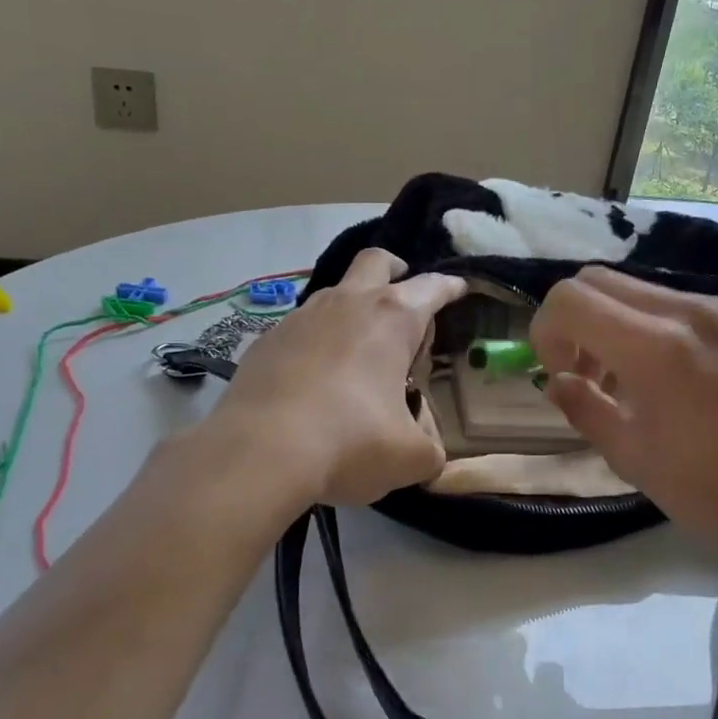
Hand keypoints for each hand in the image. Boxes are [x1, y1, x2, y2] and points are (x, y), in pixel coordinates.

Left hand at [206, 249, 465, 506]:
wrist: (258, 452)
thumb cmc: (349, 442)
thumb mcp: (409, 457)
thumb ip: (429, 449)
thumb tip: (427, 451)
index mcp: (392, 319)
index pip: (432, 288)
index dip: (450, 288)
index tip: (458, 289)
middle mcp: (347, 304)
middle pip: (376, 262)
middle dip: (395, 270)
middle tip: (403, 297)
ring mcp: (301, 317)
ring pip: (334, 293)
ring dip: (352, 309)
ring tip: (359, 351)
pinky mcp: (266, 340)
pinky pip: (301, 328)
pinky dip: (317, 341)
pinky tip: (315, 377)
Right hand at [529, 266, 717, 567]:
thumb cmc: (712, 490)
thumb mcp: (630, 457)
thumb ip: (582, 407)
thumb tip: (558, 380)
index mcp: (656, 347)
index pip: (570, 299)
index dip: (545, 331)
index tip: (559, 372)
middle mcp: (689, 310)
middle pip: (598, 280)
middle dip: (574, 321)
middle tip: (584, 371)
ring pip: (638, 288)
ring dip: (613, 322)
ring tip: (627, 377)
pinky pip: (678, 302)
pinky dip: (652, 325)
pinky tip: (670, 373)